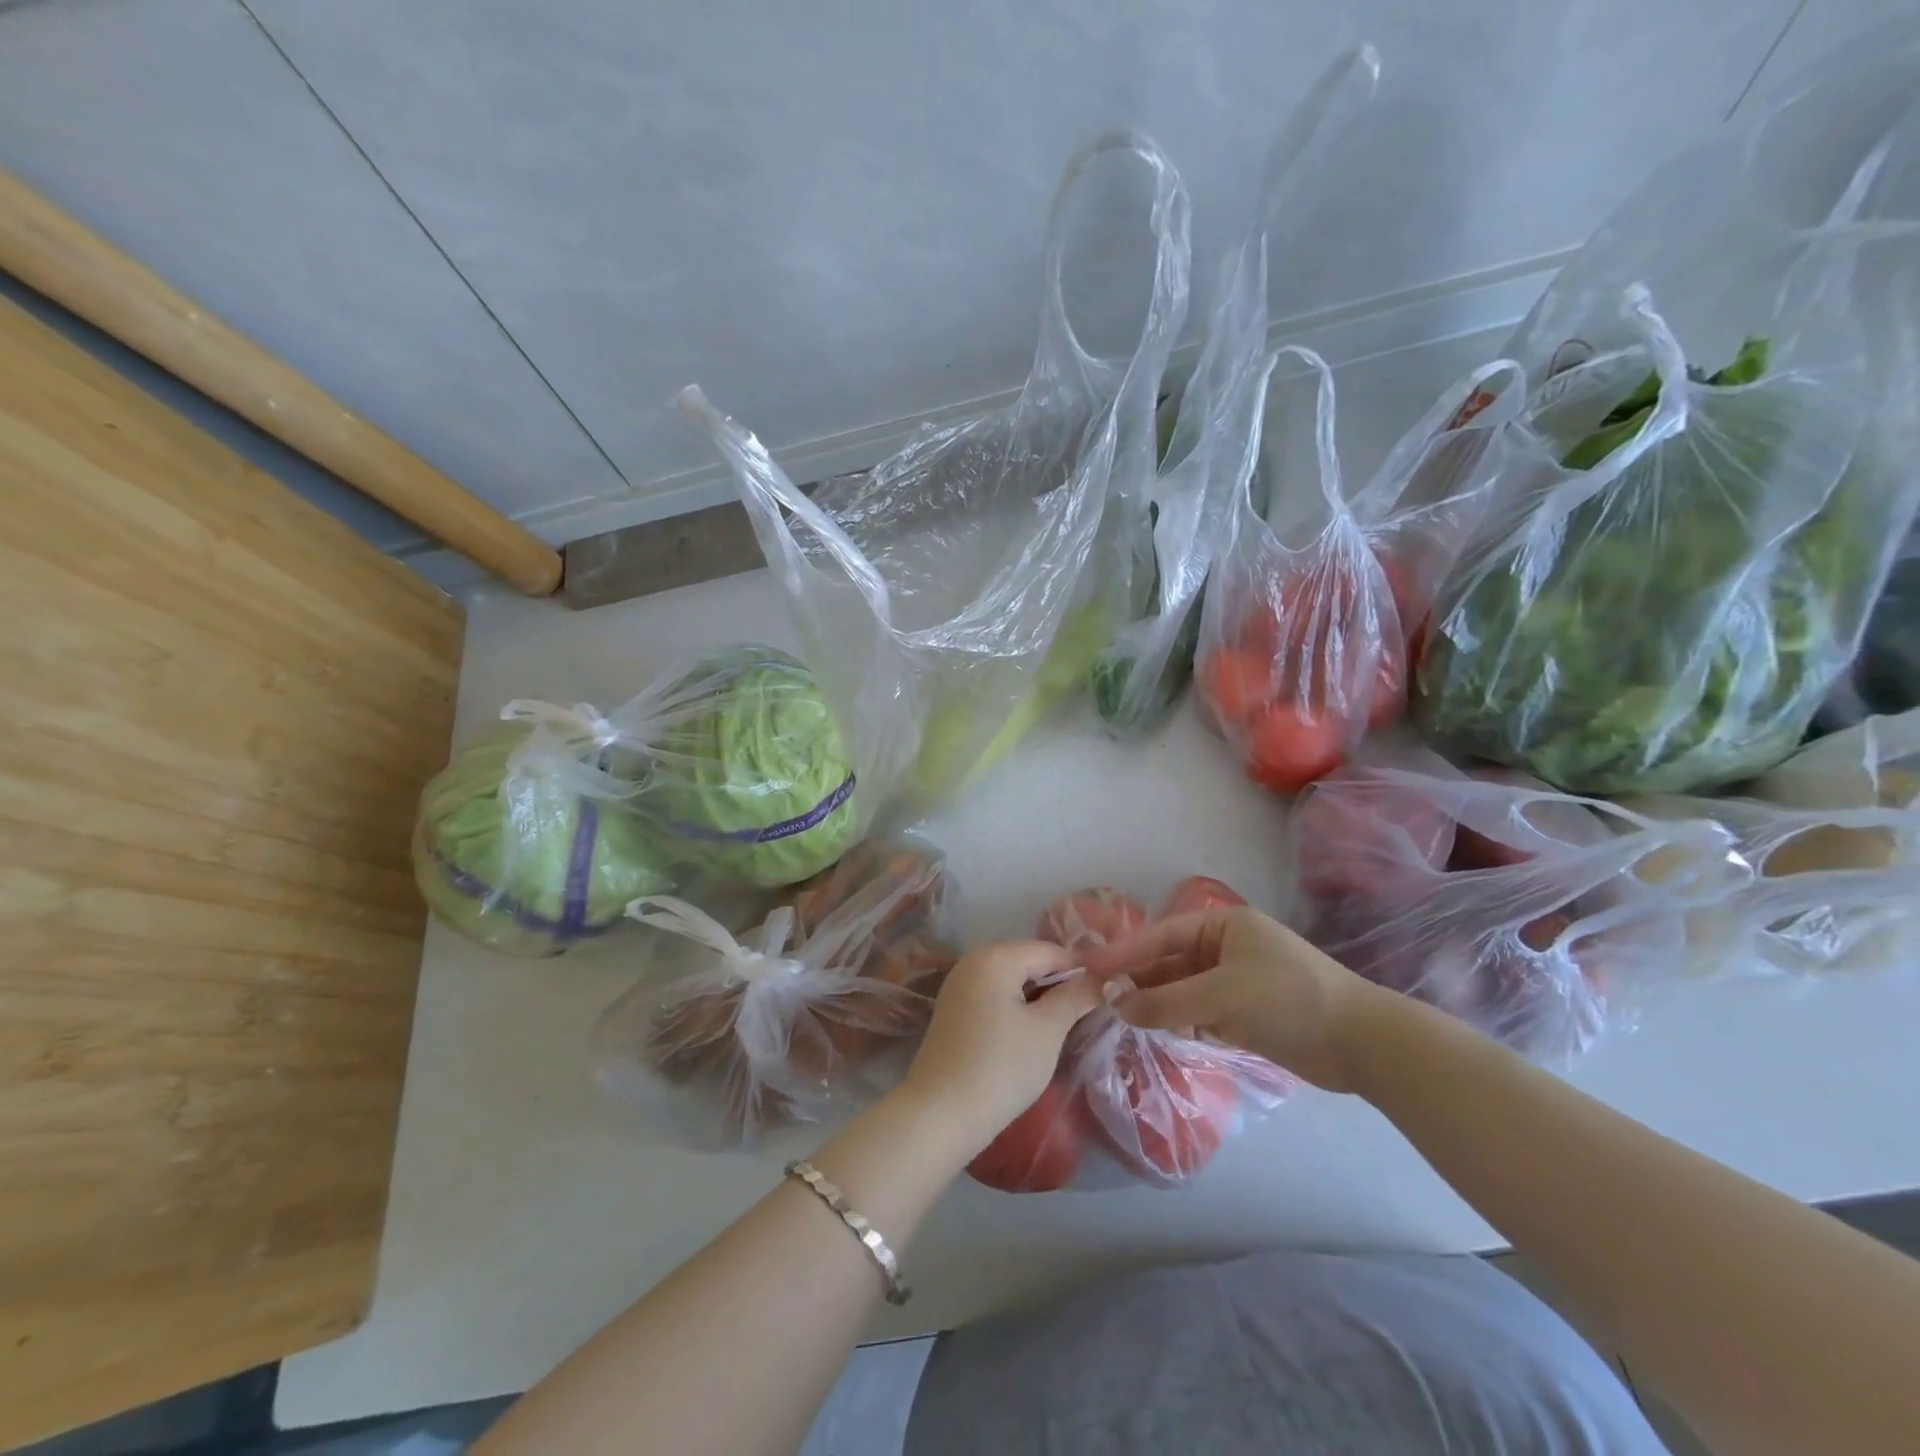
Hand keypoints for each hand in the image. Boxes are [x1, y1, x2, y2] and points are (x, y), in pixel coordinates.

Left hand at [900, 941, 1103, 1150]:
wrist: (939, 1114)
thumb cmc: (1000, 1067)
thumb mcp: (1047, 1031)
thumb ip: (1075, 998)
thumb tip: (1101, 981)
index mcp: (995, 956)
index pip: (1051, 951)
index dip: (1082, 971)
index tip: (1107, 995)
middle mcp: (974, 960)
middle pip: (1030, 961)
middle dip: (1060, 984)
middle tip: (1090, 1013)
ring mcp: (960, 984)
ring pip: (1013, 980)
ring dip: (1040, 998)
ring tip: (1067, 1025)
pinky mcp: (954, 1009)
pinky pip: (995, 996)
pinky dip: (1018, 1008)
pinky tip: (1033, 1034)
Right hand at [1080, 907, 1378, 1091]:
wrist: (1361, 1043)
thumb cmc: (1288, 999)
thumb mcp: (1222, 995)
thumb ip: (1166, 1002)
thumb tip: (1116, 1006)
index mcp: (1223, 925)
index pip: (1162, 935)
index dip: (1125, 952)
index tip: (1090, 967)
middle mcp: (1225, 948)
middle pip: (1169, 963)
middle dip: (1138, 981)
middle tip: (1100, 999)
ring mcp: (1235, 981)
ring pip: (1182, 990)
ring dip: (1157, 1005)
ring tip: (1122, 1020)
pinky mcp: (1244, 1013)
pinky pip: (1199, 1012)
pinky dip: (1179, 1022)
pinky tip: (1158, 1033)